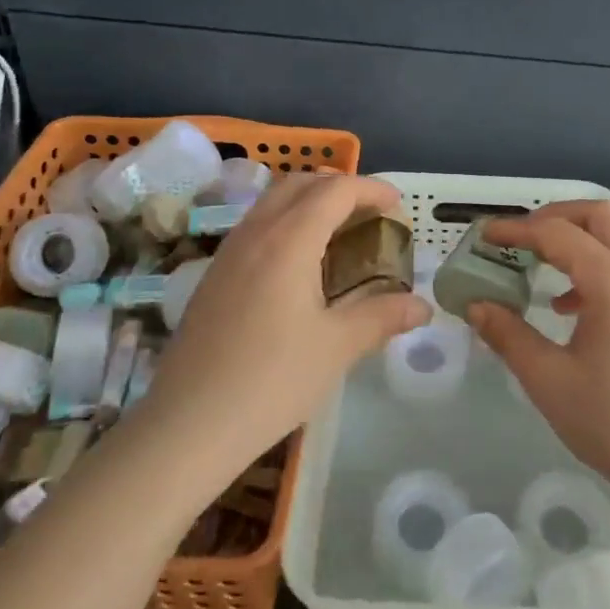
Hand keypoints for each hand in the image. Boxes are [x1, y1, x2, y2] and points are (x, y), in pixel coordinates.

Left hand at [141, 173, 429, 468]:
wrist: (187, 425)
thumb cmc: (271, 381)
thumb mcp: (337, 347)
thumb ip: (382, 316)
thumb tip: (422, 307)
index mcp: (289, 240)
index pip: (336, 190)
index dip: (371, 189)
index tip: (398, 205)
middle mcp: (255, 233)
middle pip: (300, 183)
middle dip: (340, 186)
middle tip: (370, 212)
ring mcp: (228, 252)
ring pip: (272, 201)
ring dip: (309, 201)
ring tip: (339, 232)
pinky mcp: (213, 275)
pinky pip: (256, 226)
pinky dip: (286, 222)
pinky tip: (298, 264)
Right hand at [467, 201, 609, 512]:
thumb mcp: (549, 380)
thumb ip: (508, 335)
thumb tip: (476, 306)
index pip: (558, 234)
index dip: (517, 230)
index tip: (486, 236)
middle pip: (599, 215)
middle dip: (555, 216)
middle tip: (520, 238)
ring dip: (579, 238)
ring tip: (542, 267)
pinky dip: (600, 263)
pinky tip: (573, 306)